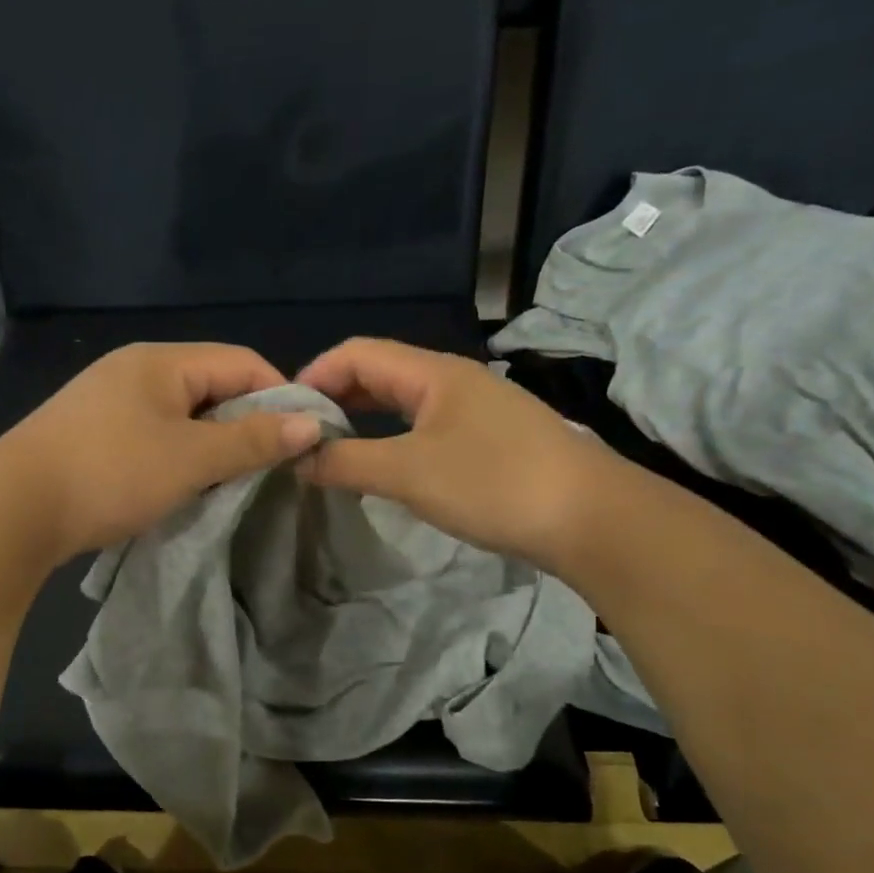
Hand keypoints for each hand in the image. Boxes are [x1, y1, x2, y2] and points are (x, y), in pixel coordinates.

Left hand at [0, 343, 323, 561]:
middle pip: (211, 385)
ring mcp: (109, 400)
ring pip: (182, 414)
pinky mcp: (92, 432)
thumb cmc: (110, 474)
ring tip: (232, 480)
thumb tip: (311, 424)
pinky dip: (179, 454)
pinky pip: (153, 433)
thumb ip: (252, 440)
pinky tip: (184, 483)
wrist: (12, 510)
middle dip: (245, 422)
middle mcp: (135, 369)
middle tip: (269, 465)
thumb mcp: (191, 458)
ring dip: (212, 443)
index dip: (279, 395)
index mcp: (161, 361)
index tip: (303, 438)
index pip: (241, 361)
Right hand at [296, 338, 620, 563]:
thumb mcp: (409, 473)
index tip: (283, 414)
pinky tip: (379, 465)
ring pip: (402, 403)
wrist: (590, 519)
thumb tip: (296, 457)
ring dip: (362, 420)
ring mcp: (473, 409)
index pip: (357, 353)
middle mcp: (451, 380)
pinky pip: (423, 427)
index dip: (314, 375)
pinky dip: (390, 439)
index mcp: (432, 372)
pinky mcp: (487, 440)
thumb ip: (347, 461)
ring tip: (329, 450)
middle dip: (334, 398)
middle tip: (299, 435)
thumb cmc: (494, 484)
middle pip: (378, 373)